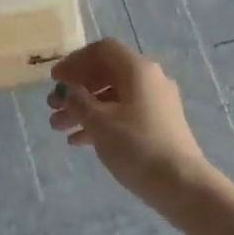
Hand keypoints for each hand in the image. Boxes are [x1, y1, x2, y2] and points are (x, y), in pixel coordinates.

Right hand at [48, 39, 210, 202]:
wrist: (181, 184)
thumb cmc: (136, 146)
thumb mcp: (99, 122)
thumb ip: (78, 100)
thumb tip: (67, 89)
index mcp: (138, 70)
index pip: (102, 50)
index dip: (75, 61)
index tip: (55, 80)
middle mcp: (150, 79)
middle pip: (106, 73)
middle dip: (76, 89)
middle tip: (52, 106)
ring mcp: (157, 103)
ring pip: (113, 97)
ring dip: (84, 108)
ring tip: (58, 127)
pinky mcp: (159, 125)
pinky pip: (124, 114)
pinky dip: (101, 122)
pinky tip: (79, 142)